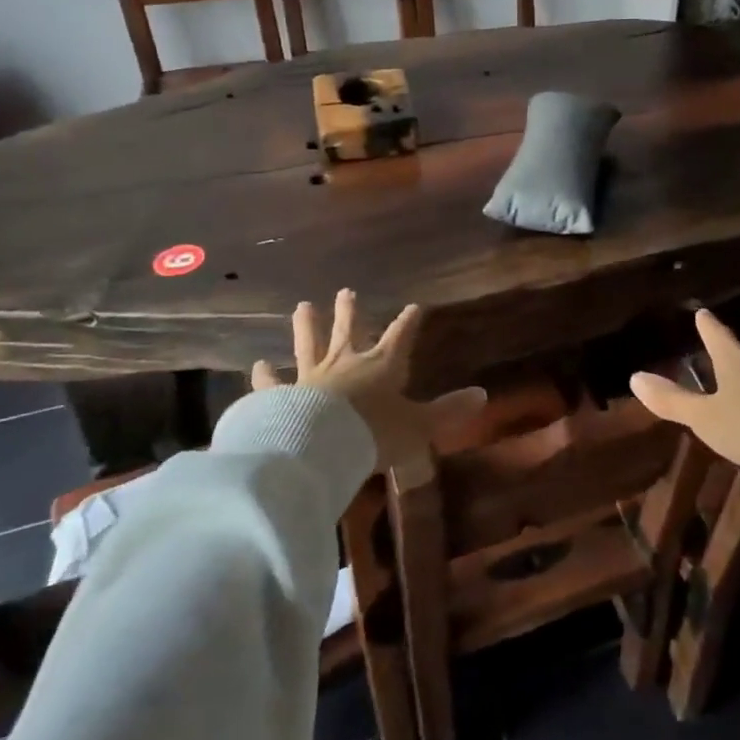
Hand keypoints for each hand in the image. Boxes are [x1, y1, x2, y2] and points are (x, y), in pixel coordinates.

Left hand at [252, 289, 485, 469]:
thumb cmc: (373, 434)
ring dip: (306, 326)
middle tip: (346, 292)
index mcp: (381, 367)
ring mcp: (310, 378)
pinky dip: (264, 376)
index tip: (414, 306)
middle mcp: (346, 364)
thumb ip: (448, 411)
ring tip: (301, 306)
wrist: (319, 447)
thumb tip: (483, 395)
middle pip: (348, 331)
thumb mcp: (419, 426)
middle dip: (349, 312)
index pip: (399, 337)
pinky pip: (271, 384)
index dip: (408, 322)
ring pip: (309, 345)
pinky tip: (256, 365)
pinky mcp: (281, 397)